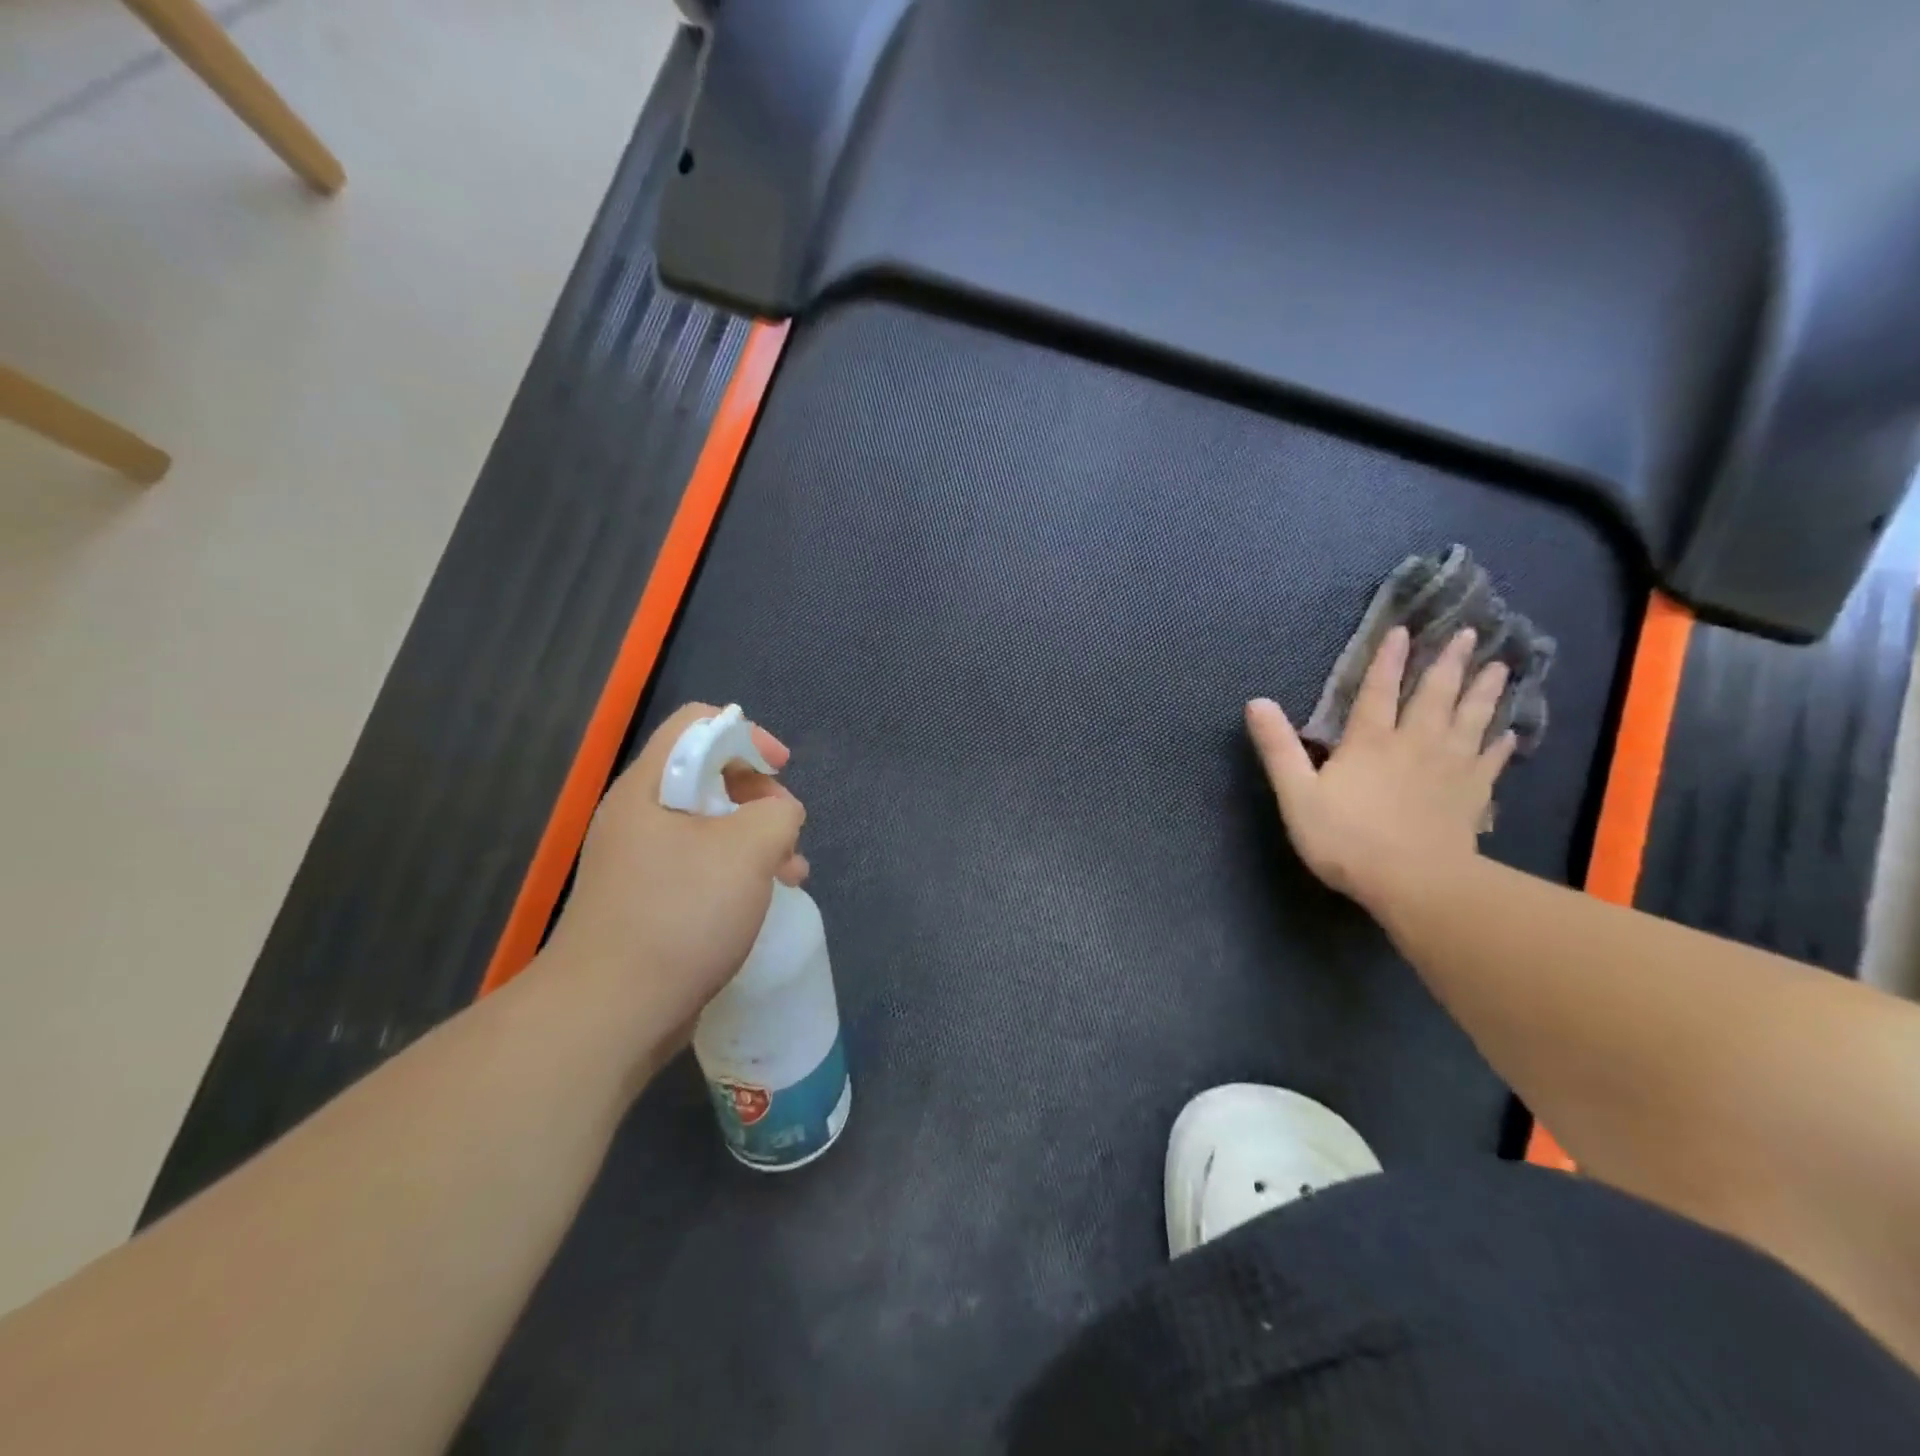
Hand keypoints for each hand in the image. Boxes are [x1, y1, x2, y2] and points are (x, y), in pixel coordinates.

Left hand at [543, 703, 807, 1059]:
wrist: (612, 1012)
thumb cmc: (680, 915)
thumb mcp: (747, 849)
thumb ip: (777, 814)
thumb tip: (779, 816)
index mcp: (649, 787)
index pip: (697, 724)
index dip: (746, 734)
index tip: (782, 769)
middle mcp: (639, 815)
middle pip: (708, 774)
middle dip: (760, 797)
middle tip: (788, 832)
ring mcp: (641, 861)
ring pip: (710, 825)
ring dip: (758, 840)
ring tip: (793, 874)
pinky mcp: (649, 901)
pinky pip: (702, 866)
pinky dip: (738, 872)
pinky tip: (765, 900)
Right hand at [1246, 627, 1515, 916]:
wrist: (1414, 883)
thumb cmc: (1347, 839)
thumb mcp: (1297, 794)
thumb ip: (1278, 748)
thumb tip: (1256, 702)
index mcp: (1370, 742)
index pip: (1377, 691)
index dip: (1388, 660)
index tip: (1403, 631)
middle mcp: (1415, 744)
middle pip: (1434, 695)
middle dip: (1449, 663)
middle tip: (1470, 633)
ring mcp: (1450, 768)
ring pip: (1471, 719)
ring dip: (1484, 691)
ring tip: (1499, 667)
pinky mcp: (1473, 795)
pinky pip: (1491, 760)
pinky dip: (1501, 743)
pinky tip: (1510, 732)